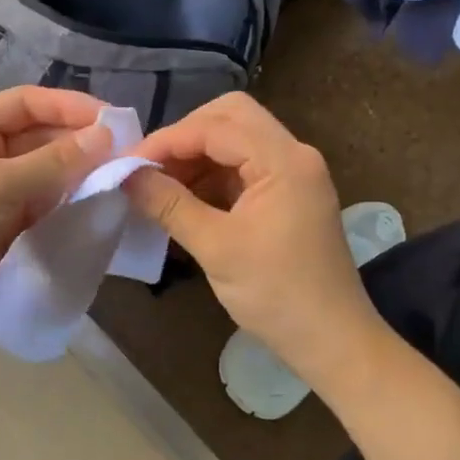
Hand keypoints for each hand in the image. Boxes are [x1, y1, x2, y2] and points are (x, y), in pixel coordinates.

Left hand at [0, 87, 113, 340]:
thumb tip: (106, 135)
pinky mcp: (3, 219)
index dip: (71, 107)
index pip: (28, 102)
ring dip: (78, 171)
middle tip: (126, 151)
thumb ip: (54, 161)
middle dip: (79, 141)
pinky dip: (67, 199)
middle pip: (40, 134)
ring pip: (45, 169)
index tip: (114, 120)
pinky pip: (43, 199)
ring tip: (119, 174)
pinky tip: (96, 200)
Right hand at [124, 93, 388, 395]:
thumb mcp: (216, 248)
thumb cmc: (277, 295)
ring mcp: (293, 173)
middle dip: (184, 137)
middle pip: (230, 117)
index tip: (128, 163)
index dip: (168, 140)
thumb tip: (125, 175)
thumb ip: (169, 204)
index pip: (216, 126)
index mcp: (284, 161)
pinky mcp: (287, 193)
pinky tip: (184, 199)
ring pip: (235, 139)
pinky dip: (211, 175)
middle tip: (149, 166)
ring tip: (159, 186)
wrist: (333, 341)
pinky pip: (243, 166)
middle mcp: (293, 154)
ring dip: (196, 156)